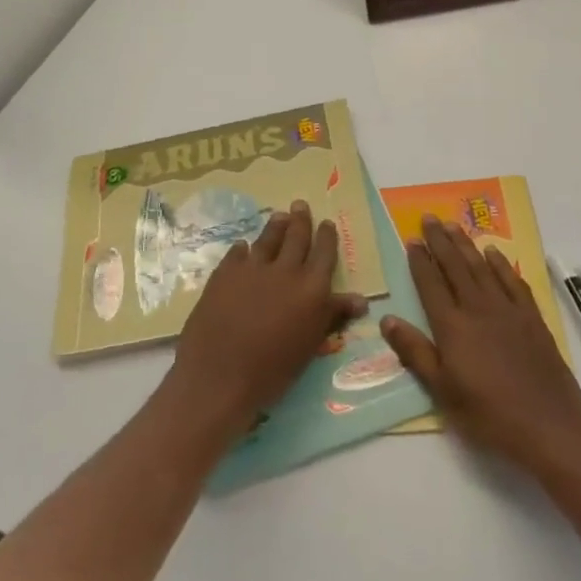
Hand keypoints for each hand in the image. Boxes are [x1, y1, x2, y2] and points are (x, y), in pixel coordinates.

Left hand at [169, 199, 367, 437]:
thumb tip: (360, 299)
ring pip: (268, 238)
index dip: (327, 237)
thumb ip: (332, 315)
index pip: (324, 253)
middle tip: (300, 205)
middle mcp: (285, 270)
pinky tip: (244, 247)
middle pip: (296, 237)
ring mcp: (252, 268)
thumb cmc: (273, 370)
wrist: (220, 375)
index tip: (327, 223)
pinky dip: (244, 248)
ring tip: (279, 216)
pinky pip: (238, 253)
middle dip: (301, 220)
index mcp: (311, 289)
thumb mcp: (310, 345)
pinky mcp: (224, 273)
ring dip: (275, 226)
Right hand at [381, 216, 580, 473]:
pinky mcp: (532, 319)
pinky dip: (501, 265)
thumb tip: (387, 319)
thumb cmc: (488, 414)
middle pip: (455, 267)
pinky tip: (493, 253)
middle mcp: (478, 309)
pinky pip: (513, 282)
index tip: (411, 239)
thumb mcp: (442, 391)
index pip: (431, 284)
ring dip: (466, 245)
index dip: (419, 260)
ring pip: (482, 268)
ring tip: (453, 225)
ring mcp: (508, 311)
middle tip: (429, 218)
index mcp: (452, 326)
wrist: (548, 426)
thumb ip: (415, 352)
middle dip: (440, 241)